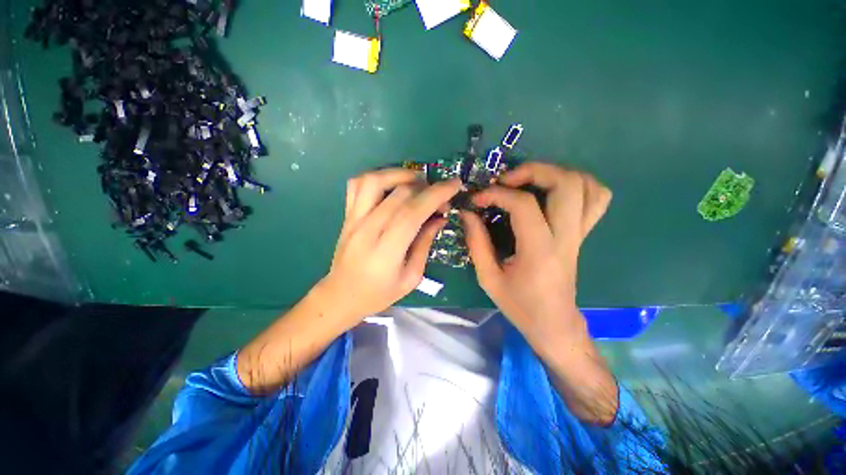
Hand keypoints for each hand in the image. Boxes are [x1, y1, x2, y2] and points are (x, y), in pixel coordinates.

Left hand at [321, 169, 461, 327]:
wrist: (341, 295)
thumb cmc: (379, 293)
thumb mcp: (411, 277)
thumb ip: (425, 244)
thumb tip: (440, 218)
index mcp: (386, 250)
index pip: (412, 212)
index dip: (436, 195)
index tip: (454, 185)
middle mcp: (368, 228)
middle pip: (399, 193)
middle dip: (427, 188)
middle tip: (440, 199)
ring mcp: (354, 219)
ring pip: (374, 180)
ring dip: (400, 174)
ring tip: (418, 183)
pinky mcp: (347, 215)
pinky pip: (357, 184)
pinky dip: (378, 176)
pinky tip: (392, 184)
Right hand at [462, 162, 611, 343]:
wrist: (554, 323)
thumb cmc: (519, 305)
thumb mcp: (488, 278)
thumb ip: (476, 242)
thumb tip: (468, 213)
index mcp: (539, 251)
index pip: (523, 205)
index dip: (497, 194)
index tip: (477, 199)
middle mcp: (566, 237)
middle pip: (565, 183)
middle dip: (533, 170)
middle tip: (506, 179)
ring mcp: (579, 234)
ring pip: (586, 185)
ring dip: (556, 173)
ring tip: (528, 181)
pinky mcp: (583, 235)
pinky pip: (597, 199)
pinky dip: (579, 184)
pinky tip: (554, 190)